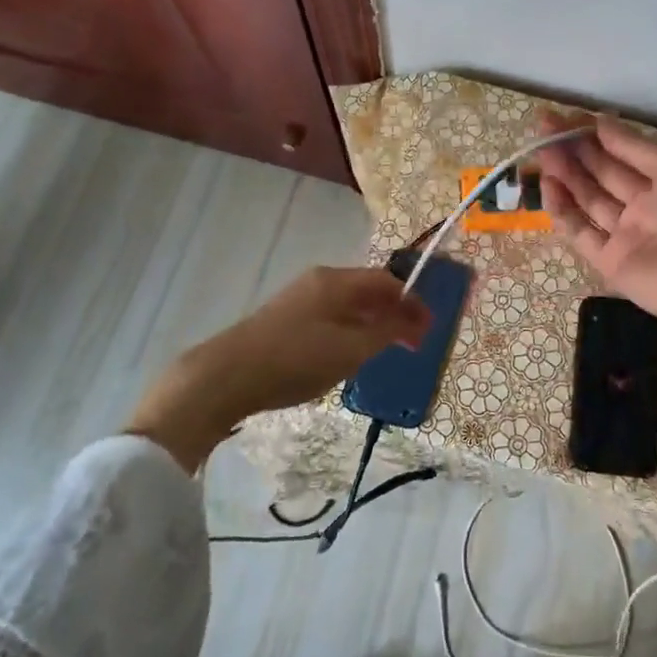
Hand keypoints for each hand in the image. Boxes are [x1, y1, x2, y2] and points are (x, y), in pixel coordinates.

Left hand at [127, 266, 430, 469]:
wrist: (226, 376)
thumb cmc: (296, 358)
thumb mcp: (350, 349)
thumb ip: (386, 332)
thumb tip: (412, 320)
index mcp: (337, 280)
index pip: (387, 281)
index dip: (413, 302)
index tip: (430, 329)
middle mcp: (319, 280)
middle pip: (368, 290)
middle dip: (395, 313)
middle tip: (412, 343)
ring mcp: (298, 298)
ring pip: (348, 305)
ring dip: (372, 323)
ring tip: (385, 351)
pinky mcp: (284, 319)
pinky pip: (331, 317)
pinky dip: (351, 330)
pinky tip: (349, 355)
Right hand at [534, 113, 656, 340]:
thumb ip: (632, 147)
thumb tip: (599, 120)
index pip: (622, 150)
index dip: (593, 132)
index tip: (563, 116)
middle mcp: (644, 203)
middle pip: (601, 171)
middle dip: (573, 148)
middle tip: (542, 128)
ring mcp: (626, 233)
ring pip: (587, 198)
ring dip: (564, 174)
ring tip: (540, 151)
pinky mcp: (609, 262)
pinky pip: (580, 231)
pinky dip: (562, 210)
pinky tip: (548, 186)